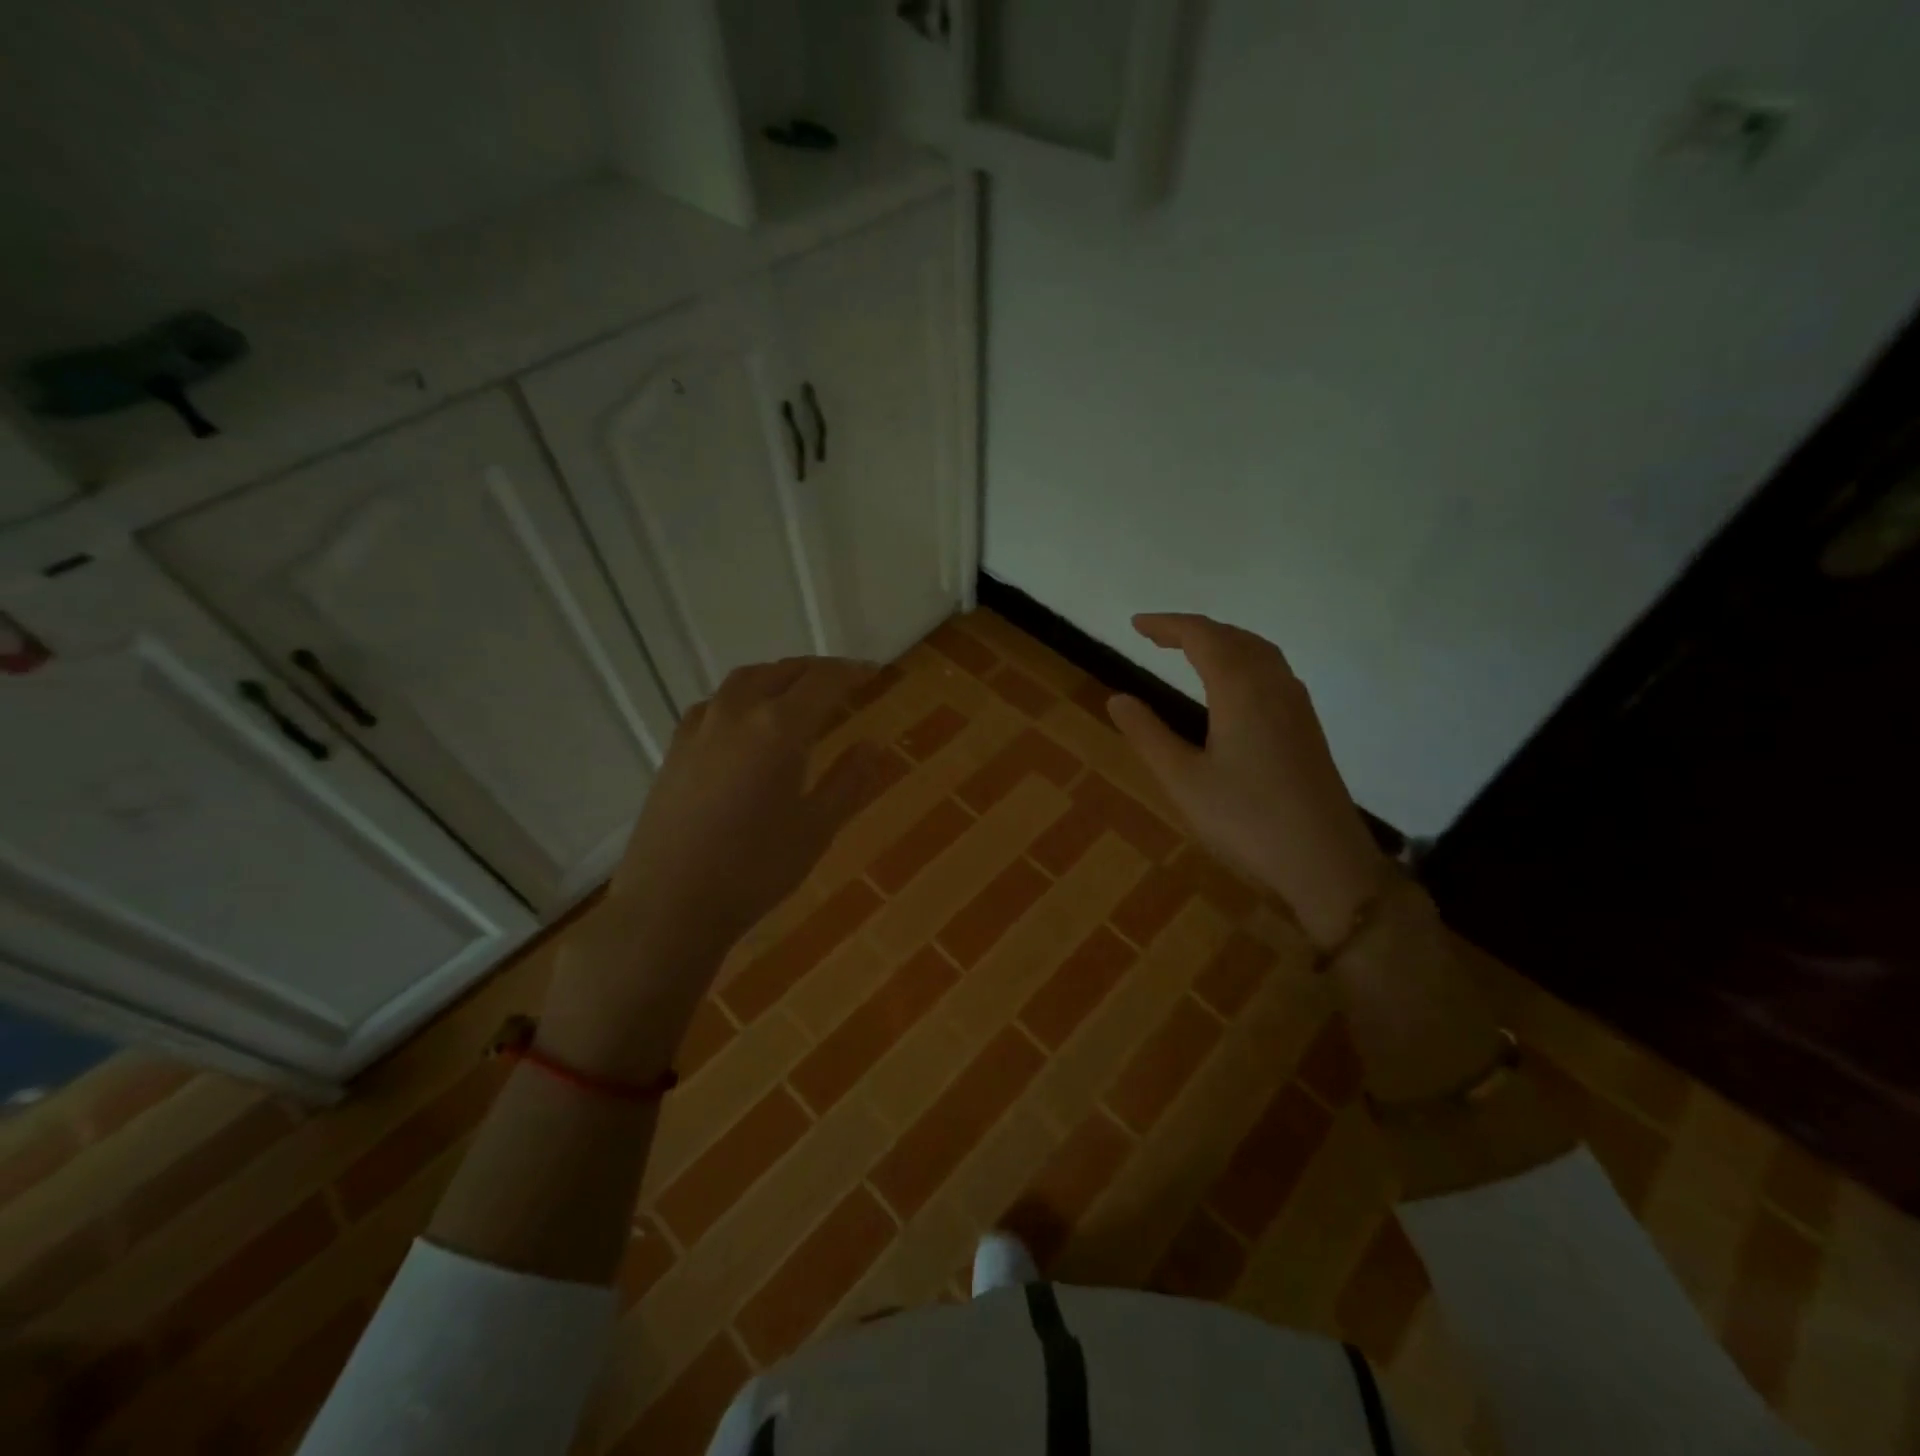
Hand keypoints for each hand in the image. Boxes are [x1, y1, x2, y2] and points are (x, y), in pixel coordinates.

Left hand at [540, 657, 887, 1077]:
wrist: (671, 903)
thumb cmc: (755, 869)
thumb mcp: (816, 828)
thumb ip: (849, 780)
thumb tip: (874, 743)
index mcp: (779, 728)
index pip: (823, 681)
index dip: (852, 672)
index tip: (874, 673)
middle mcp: (737, 713)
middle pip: (782, 672)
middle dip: (816, 670)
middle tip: (842, 680)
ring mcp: (699, 727)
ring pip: (745, 681)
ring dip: (777, 677)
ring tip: (797, 692)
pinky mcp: (675, 748)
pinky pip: (716, 703)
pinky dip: (743, 697)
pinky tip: (745, 722)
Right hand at [1106, 614, 1386, 948]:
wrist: (1325, 862)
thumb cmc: (1246, 820)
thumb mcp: (1182, 780)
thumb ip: (1148, 734)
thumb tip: (1117, 697)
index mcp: (1240, 690)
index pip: (1202, 637)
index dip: (1167, 625)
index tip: (1135, 625)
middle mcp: (1274, 686)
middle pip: (1233, 637)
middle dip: (1193, 629)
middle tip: (1156, 636)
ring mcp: (1297, 706)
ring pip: (1259, 652)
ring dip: (1223, 641)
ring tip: (1191, 651)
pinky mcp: (1307, 728)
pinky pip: (1273, 671)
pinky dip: (1244, 660)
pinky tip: (1235, 686)